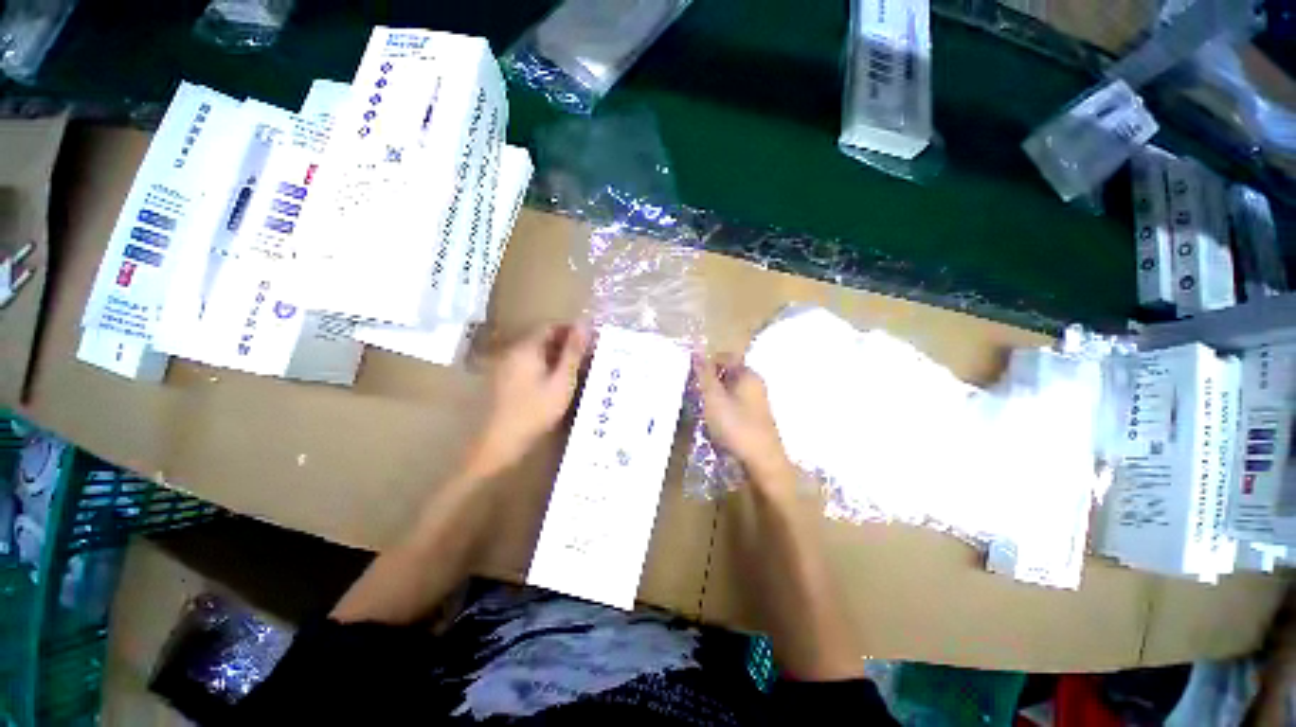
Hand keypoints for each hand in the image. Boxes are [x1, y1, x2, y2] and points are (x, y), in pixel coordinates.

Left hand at [464, 323, 589, 480]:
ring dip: (556, 356)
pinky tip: (557, 381)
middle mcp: (513, 351)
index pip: (550, 326)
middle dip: (565, 344)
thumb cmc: (536, 411)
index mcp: (526, 348)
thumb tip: (584, 325)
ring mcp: (506, 366)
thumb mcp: (562, 381)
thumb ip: (573, 353)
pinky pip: (528, 364)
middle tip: (586, 356)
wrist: (501, 442)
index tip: (590, 340)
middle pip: (542, 338)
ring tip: (577, 369)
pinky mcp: (504, 380)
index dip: (571, 330)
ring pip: (536, 352)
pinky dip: (545, 367)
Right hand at [695, 353, 794, 493]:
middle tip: (694, 392)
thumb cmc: (736, 426)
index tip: (693, 375)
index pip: (726, 356)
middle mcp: (755, 384)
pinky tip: (715, 421)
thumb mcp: (714, 398)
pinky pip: (736, 404)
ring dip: (715, 395)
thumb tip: (697, 349)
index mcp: (748, 374)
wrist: (762, 462)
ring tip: (702, 408)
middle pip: (729, 372)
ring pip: (731, 390)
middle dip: (710, 379)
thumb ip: (704, 374)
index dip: (708, 361)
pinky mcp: (756, 417)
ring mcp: (757, 401)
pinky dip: (723, 407)